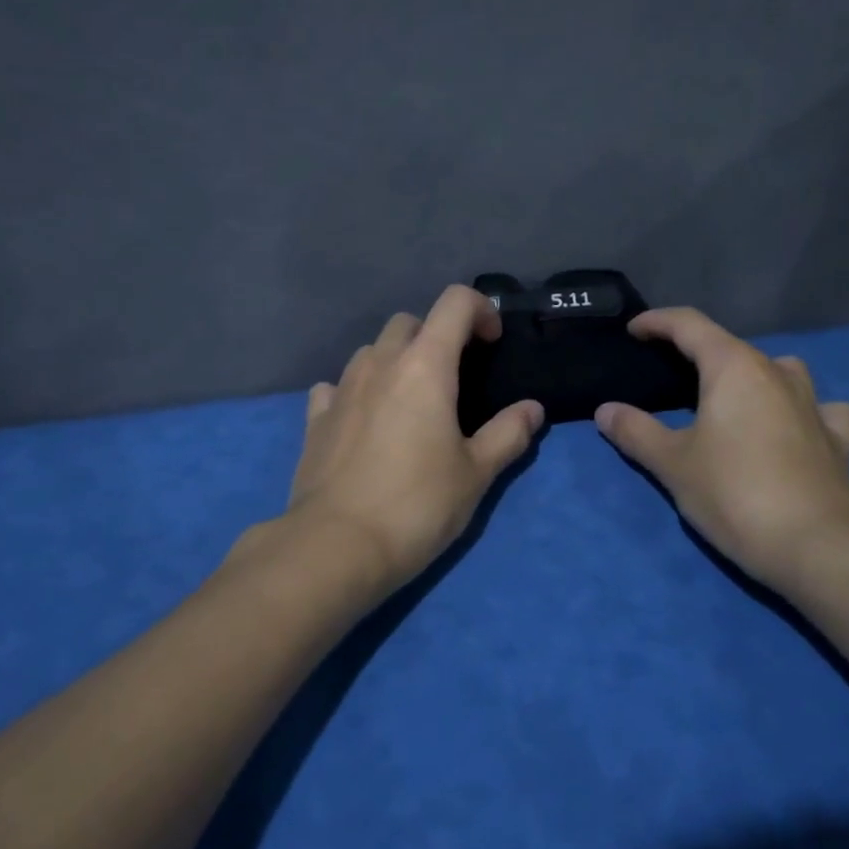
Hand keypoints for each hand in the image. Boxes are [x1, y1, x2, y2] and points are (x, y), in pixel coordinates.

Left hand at [282, 285, 542, 593]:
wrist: (336, 546)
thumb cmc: (417, 505)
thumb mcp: (476, 473)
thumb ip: (508, 434)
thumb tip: (532, 409)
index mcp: (425, 365)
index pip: (455, 302)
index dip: (481, 310)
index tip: (492, 344)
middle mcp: (380, 363)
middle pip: (410, 321)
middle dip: (436, 335)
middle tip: (454, 377)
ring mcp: (342, 387)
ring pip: (372, 350)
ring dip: (396, 360)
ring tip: (410, 401)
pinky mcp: (316, 417)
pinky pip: (337, 385)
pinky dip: (357, 391)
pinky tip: (365, 421)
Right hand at [593, 307, 848, 591]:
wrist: (817, 546)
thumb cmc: (734, 493)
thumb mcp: (672, 463)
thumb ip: (635, 431)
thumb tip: (605, 411)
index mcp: (733, 367)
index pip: (689, 324)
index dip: (657, 322)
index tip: (632, 331)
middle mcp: (776, 373)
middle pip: (731, 346)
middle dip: (696, 352)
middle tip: (666, 374)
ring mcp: (813, 404)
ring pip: (780, 369)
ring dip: (752, 375)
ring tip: (730, 398)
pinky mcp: (837, 438)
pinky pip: (819, 408)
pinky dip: (801, 409)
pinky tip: (793, 425)